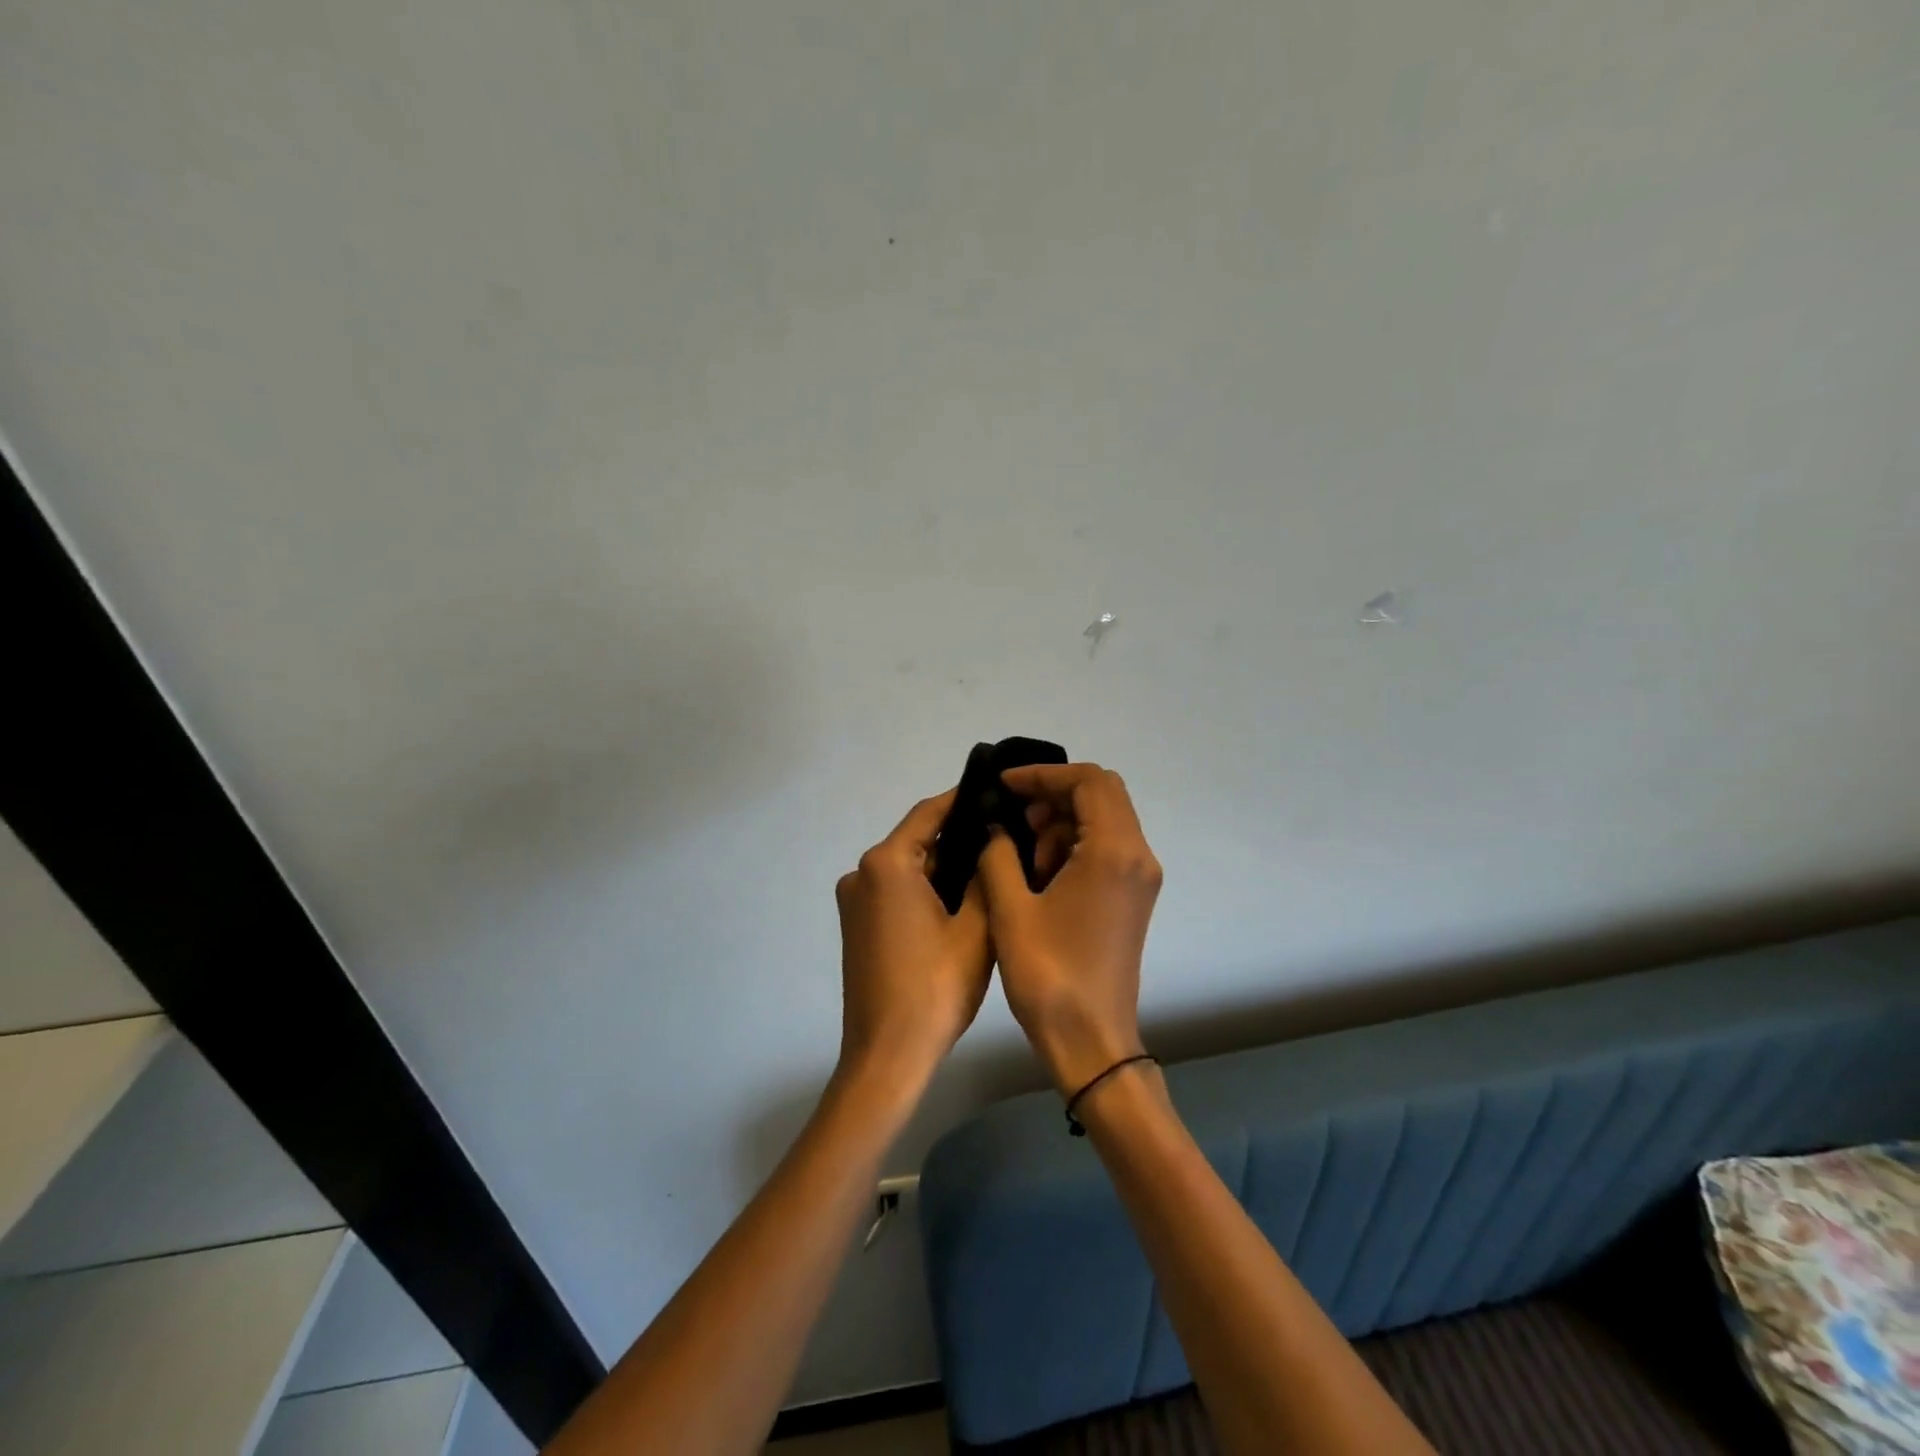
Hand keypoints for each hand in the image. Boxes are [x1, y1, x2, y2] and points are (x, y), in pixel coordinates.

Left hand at [834, 789, 992, 1092]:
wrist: (888, 1055)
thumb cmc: (935, 987)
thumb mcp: (975, 927)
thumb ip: (984, 875)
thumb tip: (990, 842)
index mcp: (886, 863)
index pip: (929, 813)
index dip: (964, 800)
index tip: (998, 792)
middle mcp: (862, 873)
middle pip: (918, 841)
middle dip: (960, 839)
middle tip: (1007, 837)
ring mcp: (855, 901)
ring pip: (909, 868)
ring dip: (945, 868)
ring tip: (994, 867)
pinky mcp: (858, 925)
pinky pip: (897, 891)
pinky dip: (926, 890)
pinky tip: (962, 900)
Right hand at [976, 764, 1161, 1094]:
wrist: (1090, 1040)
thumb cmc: (1048, 974)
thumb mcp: (1010, 908)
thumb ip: (998, 853)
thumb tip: (994, 825)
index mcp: (1113, 851)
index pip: (1088, 781)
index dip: (1043, 774)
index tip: (1004, 786)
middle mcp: (1137, 856)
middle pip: (1101, 794)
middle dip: (1052, 794)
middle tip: (1011, 816)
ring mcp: (1140, 877)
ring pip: (1104, 819)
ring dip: (1062, 820)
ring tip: (1020, 849)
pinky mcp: (1133, 896)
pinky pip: (1106, 847)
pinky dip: (1073, 844)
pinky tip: (1039, 871)